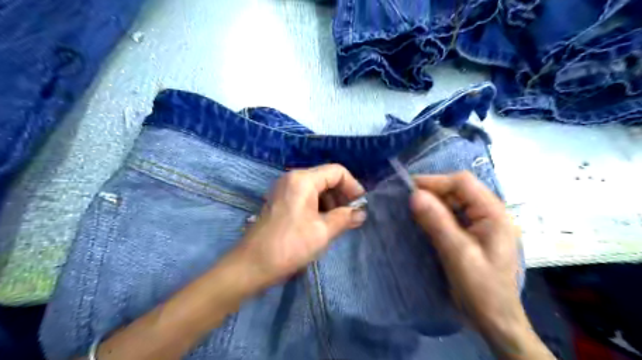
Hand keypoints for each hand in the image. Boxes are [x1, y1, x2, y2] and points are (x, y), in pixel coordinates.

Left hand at [235, 165, 365, 286]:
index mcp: (303, 180)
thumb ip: (345, 218)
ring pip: (317, 189)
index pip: (337, 172)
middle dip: (342, 196)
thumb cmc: (290, 245)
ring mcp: (284, 190)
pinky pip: (306, 197)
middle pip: (326, 179)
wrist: (252, 265)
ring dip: (332, 203)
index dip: (353, 186)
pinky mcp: (281, 202)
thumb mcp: (323, 231)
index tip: (360, 206)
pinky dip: (319, 207)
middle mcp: (293, 179)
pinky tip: (324, 224)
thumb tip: (361, 213)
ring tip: (339, 224)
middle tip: (352, 217)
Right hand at [411, 171, 557, 359]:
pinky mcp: (473, 233)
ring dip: (432, 203)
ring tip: (410, 209)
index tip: (408, 189)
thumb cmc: (481, 289)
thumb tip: (414, 195)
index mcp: (493, 213)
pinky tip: (422, 221)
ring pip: (454, 202)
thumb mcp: (458, 254)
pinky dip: (436, 215)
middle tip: (406, 200)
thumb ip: (437, 222)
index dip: (435, 181)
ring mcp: (481, 223)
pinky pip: (452, 215)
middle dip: (432, 192)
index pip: (462, 183)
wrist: (494, 321)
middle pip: (458, 190)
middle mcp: (489, 213)